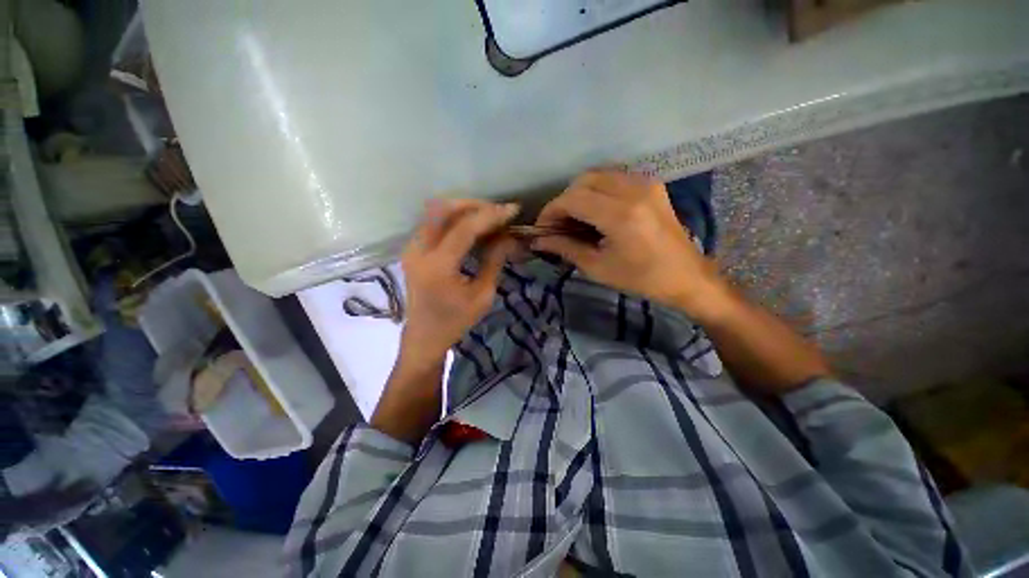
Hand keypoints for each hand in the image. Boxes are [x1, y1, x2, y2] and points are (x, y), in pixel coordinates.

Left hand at [399, 199, 519, 369]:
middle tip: (498, 212)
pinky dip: (454, 219)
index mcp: (437, 267)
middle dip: (474, 205)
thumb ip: (494, 261)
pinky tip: (472, 227)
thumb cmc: (456, 321)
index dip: (490, 215)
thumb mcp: (482, 295)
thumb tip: (509, 237)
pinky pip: (433, 222)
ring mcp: (411, 248)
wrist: (424, 336)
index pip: (464, 228)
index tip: (512, 210)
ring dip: (463, 209)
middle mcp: (418, 251)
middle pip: (442, 209)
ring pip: (435, 212)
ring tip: (488, 218)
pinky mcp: (412, 249)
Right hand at [533, 170, 725, 315]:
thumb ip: (565, 248)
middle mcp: (633, 190)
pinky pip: (614, 177)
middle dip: (564, 201)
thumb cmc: (641, 278)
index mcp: (620, 215)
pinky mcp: (652, 184)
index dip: (551, 211)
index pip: (572, 199)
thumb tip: (538, 241)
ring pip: (598, 175)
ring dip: (579, 193)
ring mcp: (645, 183)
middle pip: (583, 181)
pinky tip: (595, 210)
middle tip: (557, 224)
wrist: (687, 276)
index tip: (542, 227)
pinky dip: (597, 189)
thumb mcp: (598, 268)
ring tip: (574, 218)